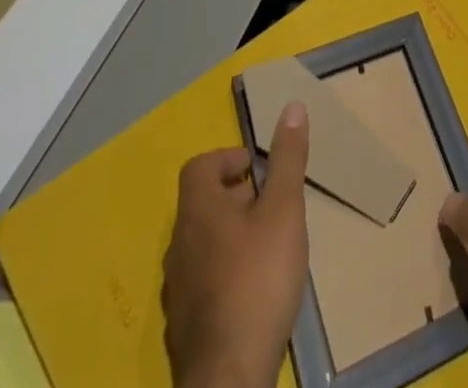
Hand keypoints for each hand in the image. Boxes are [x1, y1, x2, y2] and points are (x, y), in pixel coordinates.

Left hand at [163, 104, 309, 387]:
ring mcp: (176, 291)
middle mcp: (178, 246)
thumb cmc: (258, 280)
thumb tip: (292, 106)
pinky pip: (201, 284)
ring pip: (201, 246)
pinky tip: (250, 292)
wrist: (229, 377)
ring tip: (265, 247)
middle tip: (271, 206)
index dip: (228, 160)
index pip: (199, 166)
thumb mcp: (284, 209)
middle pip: (201, 204)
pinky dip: (222, 275)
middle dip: (235, 198)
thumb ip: (287, 159)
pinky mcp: (183, 328)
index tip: (259, 170)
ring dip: (229, 237)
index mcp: (197, 212)